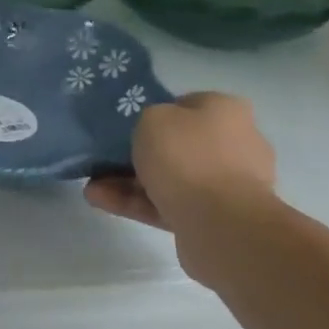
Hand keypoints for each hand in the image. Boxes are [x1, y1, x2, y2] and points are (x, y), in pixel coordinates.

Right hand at [85, 92, 276, 278]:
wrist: (220, 222)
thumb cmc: (186, 156)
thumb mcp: (152, 118)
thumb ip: (148, 119)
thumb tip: (155, 133)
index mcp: (227, 112)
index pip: (188, 105)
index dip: (156, 112)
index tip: (129, 125)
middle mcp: (236, 145)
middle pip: (178, 145)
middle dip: (140, 154)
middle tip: (106, 158)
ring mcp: (228, 186)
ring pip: (171, 178)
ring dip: (129, 182)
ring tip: (93, 187)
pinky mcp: (215, 219)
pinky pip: (169, 205)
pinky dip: (137, 203)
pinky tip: (101, 201)